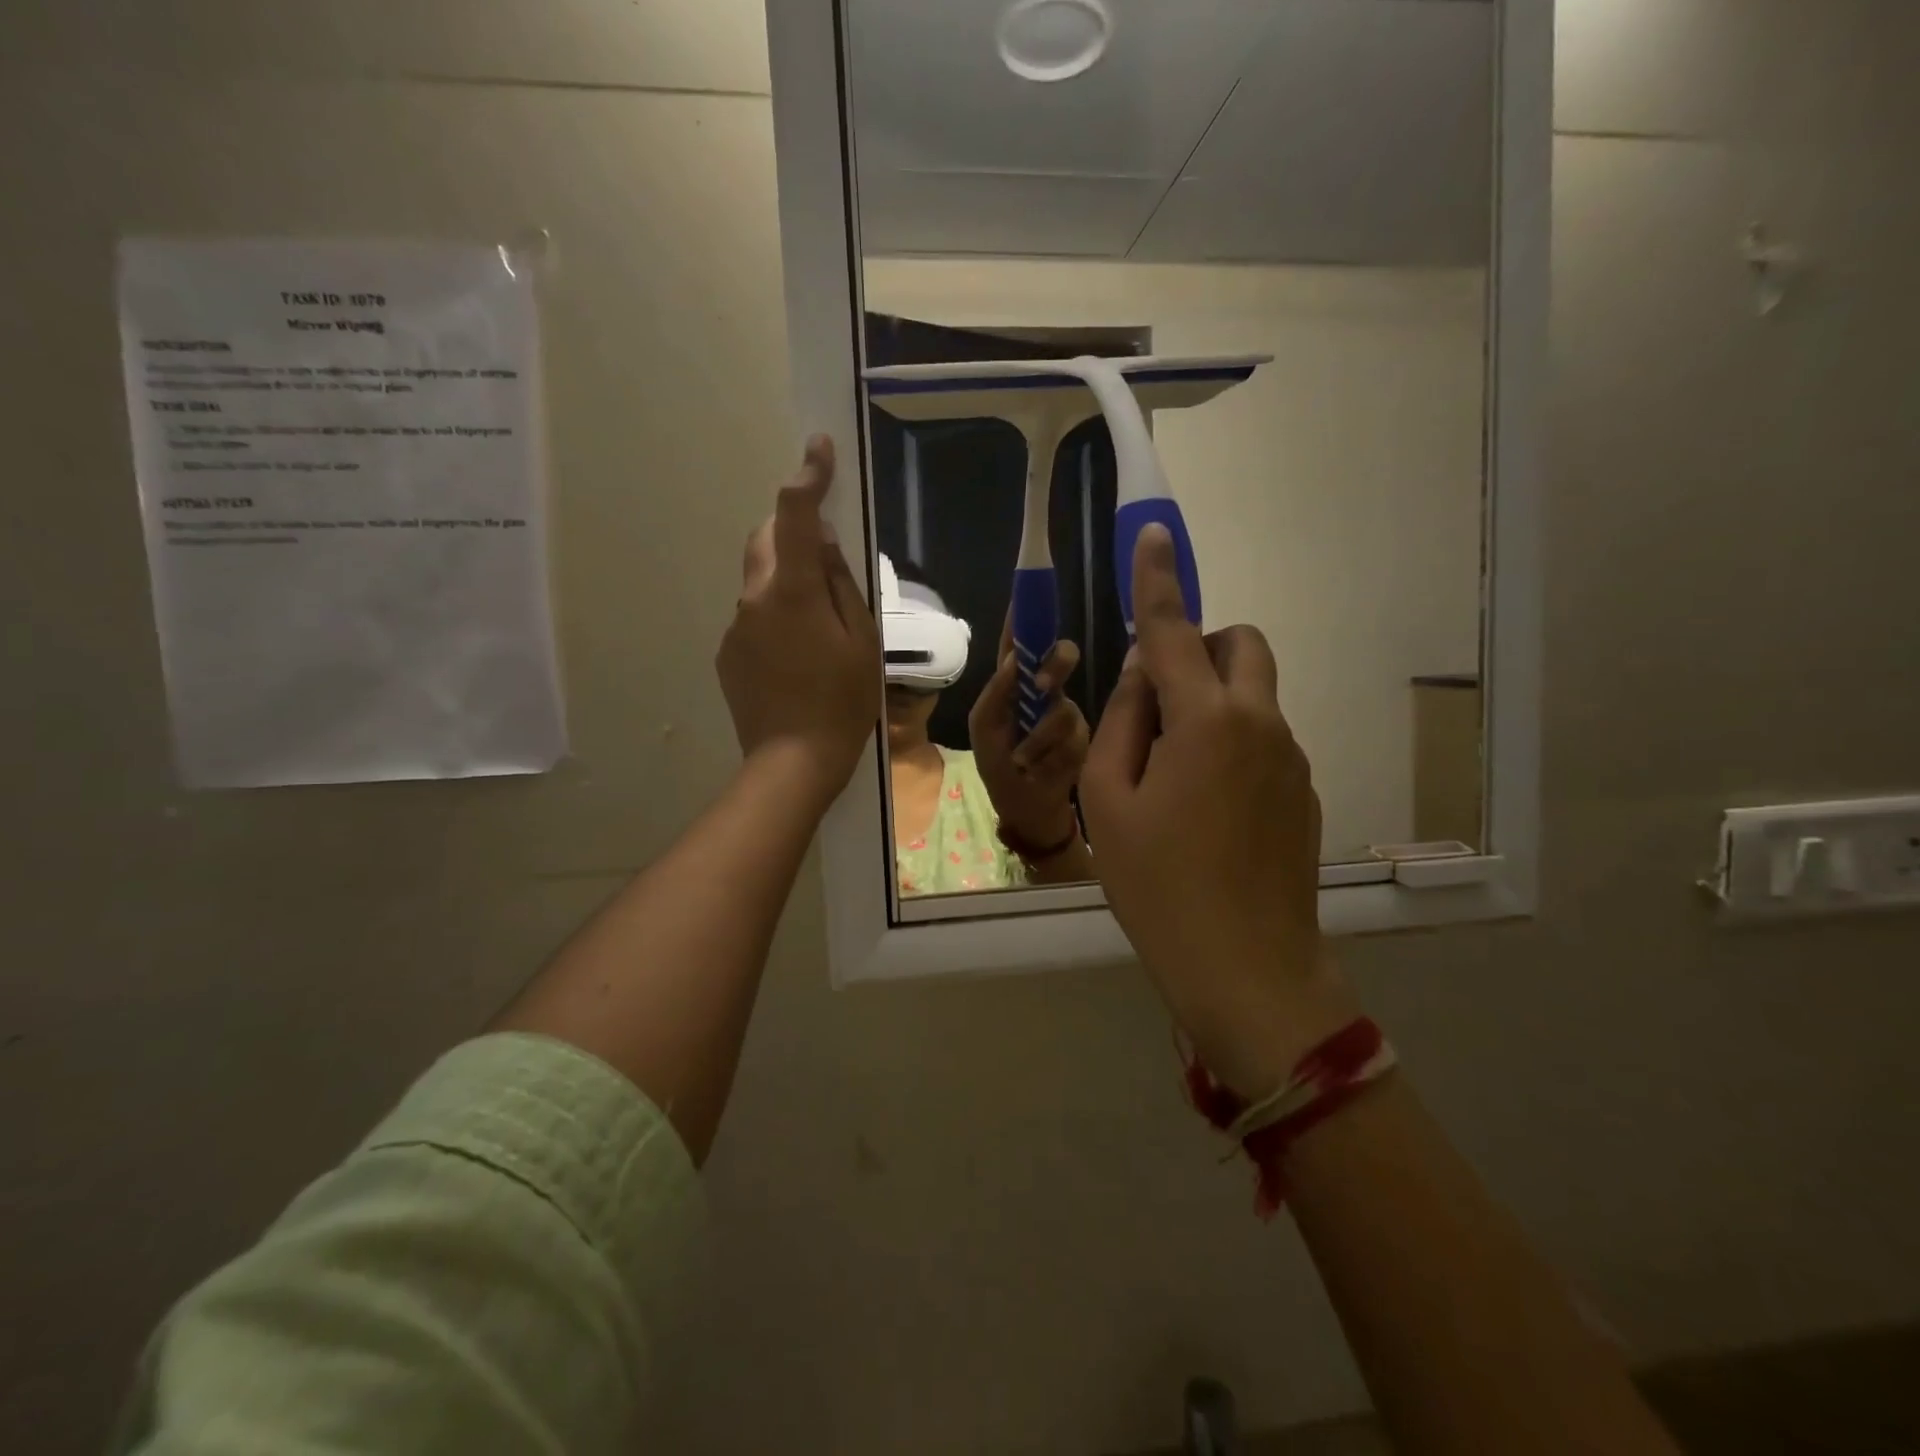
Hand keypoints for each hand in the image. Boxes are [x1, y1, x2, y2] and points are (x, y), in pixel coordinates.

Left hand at [716, 437, 881, 811]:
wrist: (792, 761)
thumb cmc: (842, 702)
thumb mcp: (861, 640)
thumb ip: (842, 584)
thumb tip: (826, 542)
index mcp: (793, 591)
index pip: (794, 515)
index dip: (808, 476)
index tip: (818, 447)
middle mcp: (754, 598)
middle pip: (764, 540)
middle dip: (790, 533)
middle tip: (824, 559)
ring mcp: (735, 627)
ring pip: (760, 582)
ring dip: (785, 583)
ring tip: (816, 630)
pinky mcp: (727, 653)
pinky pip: (752, 617)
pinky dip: (773, 618)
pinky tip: (795, 659)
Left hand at [969, 618, 1090, 850]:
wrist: (1027, 808)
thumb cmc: (998, 765)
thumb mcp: (984, 730)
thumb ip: (994, 695)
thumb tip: (1013, 661)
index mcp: (1013, 683)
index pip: (1019, 641)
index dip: (1025, 615)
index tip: (1030, 588)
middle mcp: (1044, 689)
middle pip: (1059, 656)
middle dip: (1055, 665)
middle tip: (1043, 685)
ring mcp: (1066, 711)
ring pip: (1064, 705)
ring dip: (1039, 738)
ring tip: (1025, 760)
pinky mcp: (1084, 736)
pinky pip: (1073, 735)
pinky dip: (1052, 755)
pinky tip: (1043, 769)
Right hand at [1081, 525, 1358, 1097]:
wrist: (1246, 969)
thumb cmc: (1157, 885)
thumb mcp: (1108, 800)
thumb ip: (1123, 720)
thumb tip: (1144, 671)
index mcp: (1206, 720)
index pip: (1176, 630)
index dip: (1158, 580)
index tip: (1152, 534)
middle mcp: (1260, 723)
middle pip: (1242, 645)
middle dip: (1202, 648)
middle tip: (1157, 700)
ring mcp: (1292, 757)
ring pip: (1253, 694)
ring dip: (1212, 701)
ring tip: (1172, 775)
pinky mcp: (1304, 790)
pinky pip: (1265, 737)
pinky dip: (1232, 741)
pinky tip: (1205, 809)